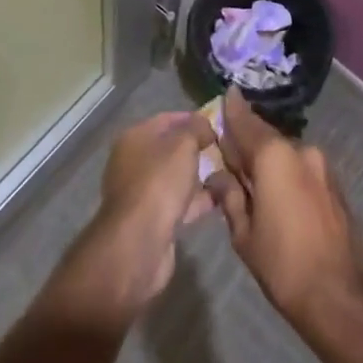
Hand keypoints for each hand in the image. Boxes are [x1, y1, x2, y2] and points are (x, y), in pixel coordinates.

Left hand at [75, 112, 217, 316]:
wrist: (139, 243)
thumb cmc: (160, 182)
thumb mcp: (184, 144)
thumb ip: (197, 129)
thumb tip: (205, 126)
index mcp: (134, 138)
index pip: (167, 119)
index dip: (193, 119)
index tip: (218, 124)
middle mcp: (133, 162)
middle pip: (171, 149)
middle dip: (198, 148)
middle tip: (226, 149)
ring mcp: (142, 193)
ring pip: (176, 177)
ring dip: (199, 176)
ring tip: (229, 173)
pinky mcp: (152, 220)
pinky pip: (179, 202)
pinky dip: (197, 200)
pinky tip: (221, 198)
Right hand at [205, 89, 362, 340]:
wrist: (341, 296)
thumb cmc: (284, 265)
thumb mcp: (244, 234)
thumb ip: (230, 197)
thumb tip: (218, 176)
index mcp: (274, 155)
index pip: (245, 122)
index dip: (233, 110)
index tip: (225, 94)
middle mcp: (299, 149)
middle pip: (265, 137)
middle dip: (247, 142)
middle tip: (227, 153)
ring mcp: (321, 165)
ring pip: (284, 153)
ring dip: (267, 159)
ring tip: (249, 179)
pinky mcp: (333, 182)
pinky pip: (300, 167)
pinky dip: (285, 171)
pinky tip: (275, 192)